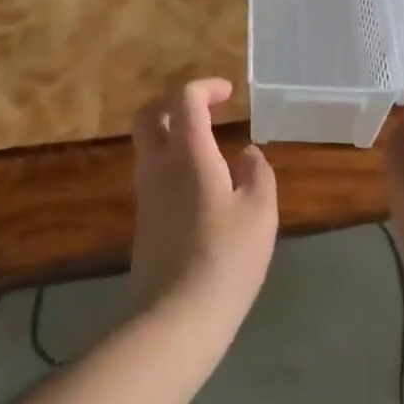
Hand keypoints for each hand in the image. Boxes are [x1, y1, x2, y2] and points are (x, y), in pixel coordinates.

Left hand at [129, 79, 277, 330]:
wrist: (174, 316)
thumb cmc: (226, 258)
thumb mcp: (260, 213)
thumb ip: (258, 174)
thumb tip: (247, 154)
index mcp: (188, 153)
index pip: (184, 99)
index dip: (205, 87)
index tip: (229, 94)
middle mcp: (158, 164)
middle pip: (149, 114)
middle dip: (175, 102)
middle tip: (206, 109)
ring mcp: (146, 192)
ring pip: (147, 143)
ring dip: (172, 131)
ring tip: (209, 145)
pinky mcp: (143, 218)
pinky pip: (152, 170)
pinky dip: (171, 159)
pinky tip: (201, 183)